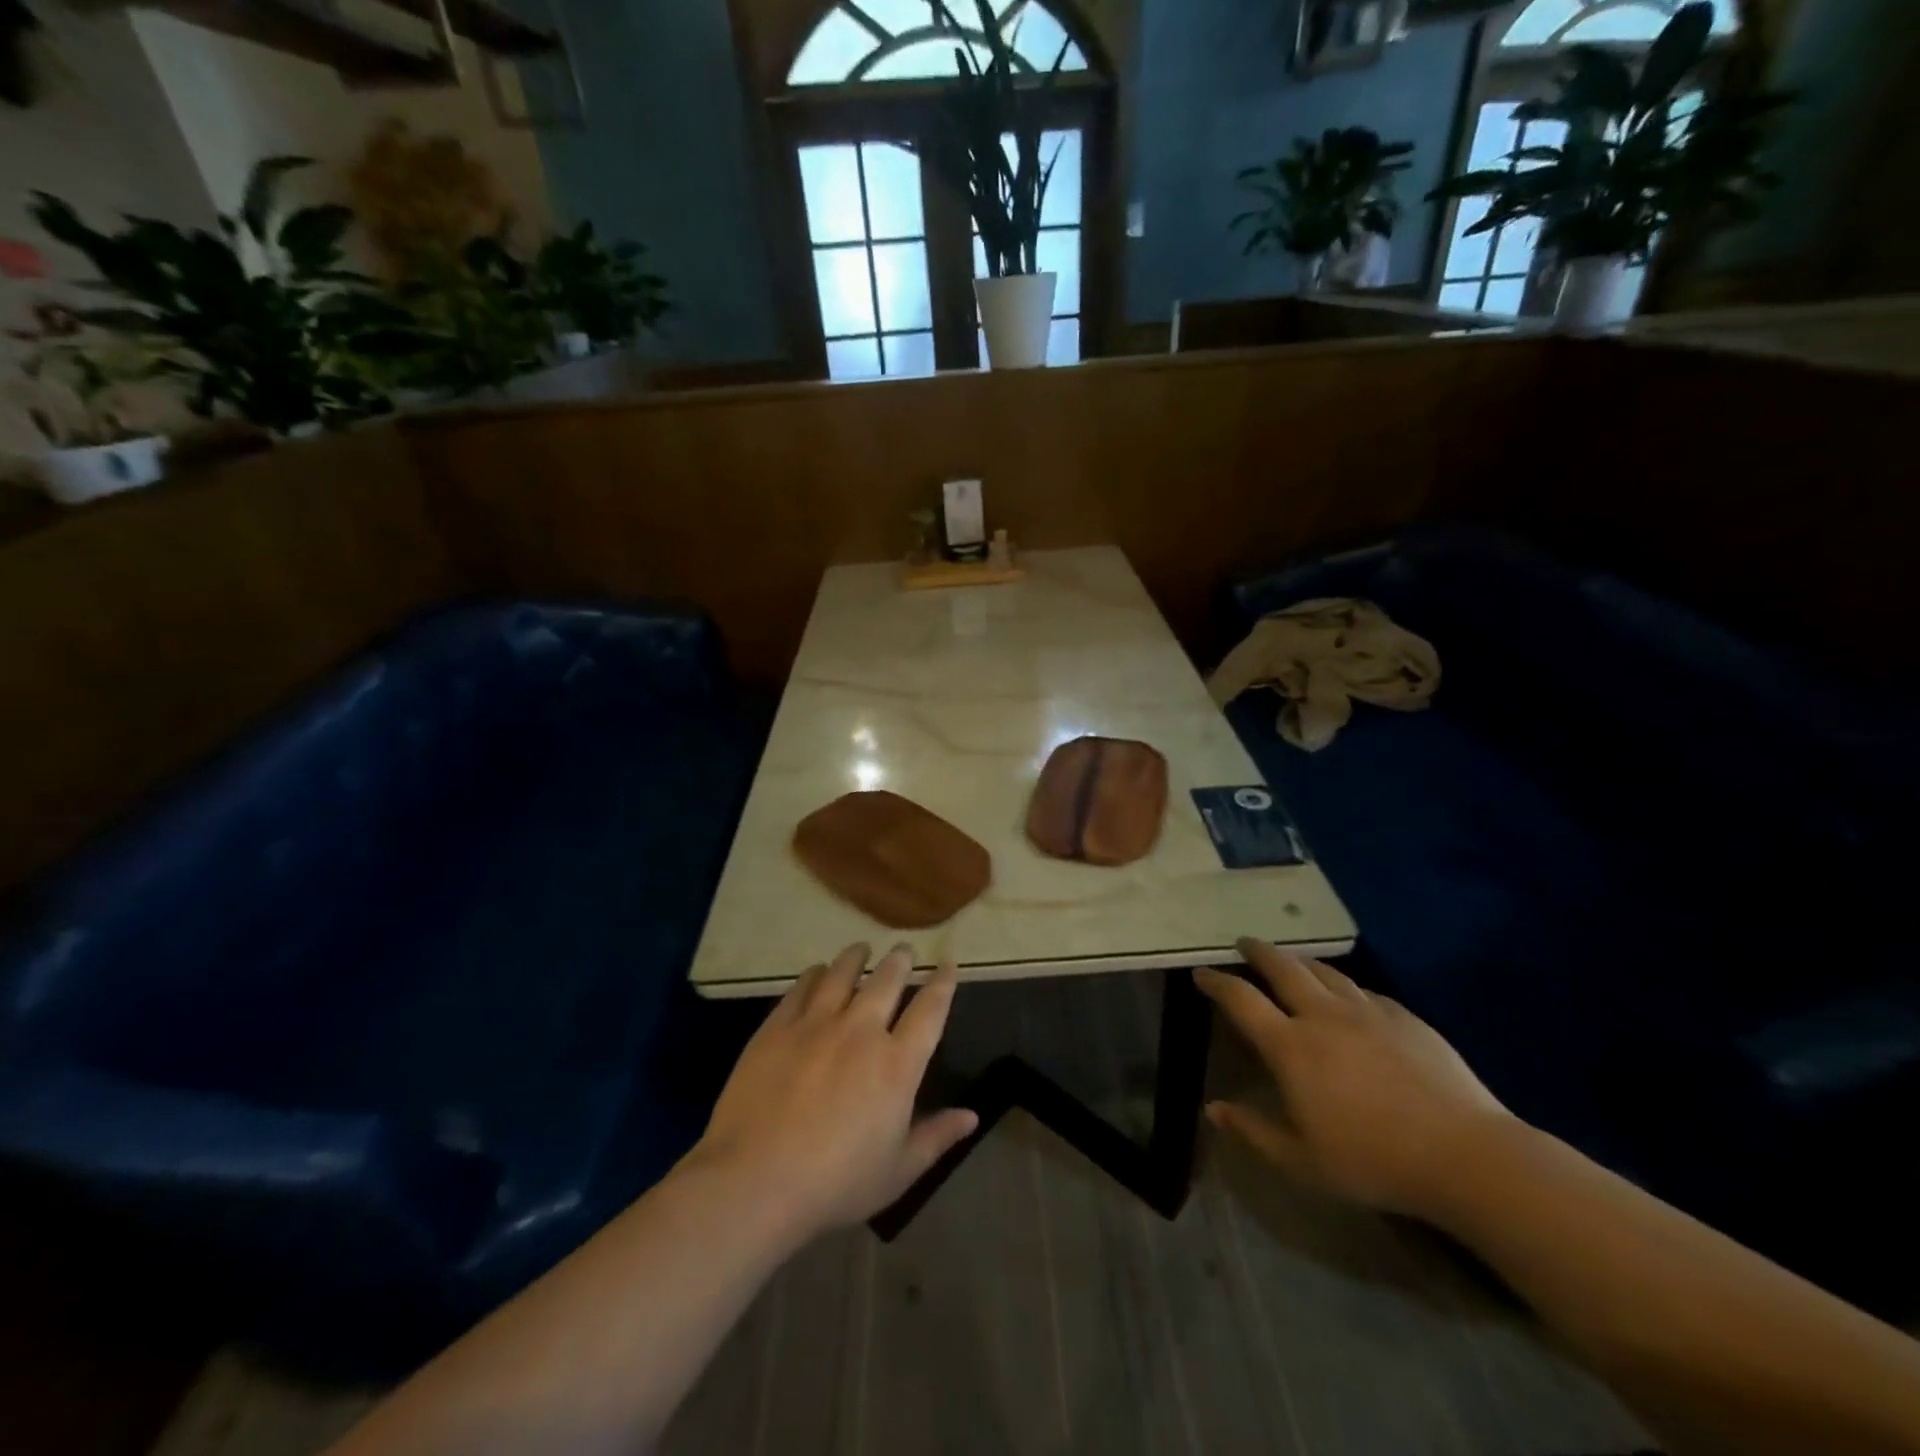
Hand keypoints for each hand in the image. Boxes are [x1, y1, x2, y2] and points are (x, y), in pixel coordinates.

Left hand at [687, 944, 977, 1243]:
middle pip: (887, 980)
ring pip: (843, 974)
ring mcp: (817, 1024)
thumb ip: (936, 1137)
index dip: (943, 983)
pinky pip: (802, 988)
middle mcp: (861, 1031)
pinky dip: (815, 974)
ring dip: (857, 957)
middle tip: (904, 950)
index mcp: (897, 1064)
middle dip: (900, 961)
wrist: (755, 1181)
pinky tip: (817, 971)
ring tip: (862, 947)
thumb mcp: (898, 1171)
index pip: (930, 1010)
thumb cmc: (835, 1184)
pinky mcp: (778, 1027)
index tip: (948, 963)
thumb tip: (972, 1116)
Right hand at [1195, 939, 1512, 1219]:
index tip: (1201, 973)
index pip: (1241, 999)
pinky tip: (1349, 998)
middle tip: (1244, 944)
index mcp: (1291, 1046)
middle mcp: (1323, 1016)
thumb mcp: (1302, 1162)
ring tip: (1291, 962)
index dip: (1217, 982)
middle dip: (1257, 952)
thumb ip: (1254, 1131)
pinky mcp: (1404, 1017)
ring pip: (1324, 972)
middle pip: (1282, 967)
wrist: (1466, 1156)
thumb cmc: (1374, 1162)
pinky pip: (1364, 991)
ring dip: (1299, 962)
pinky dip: (1344, 987)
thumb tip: (1214, 1109)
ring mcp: (1367, 1011)